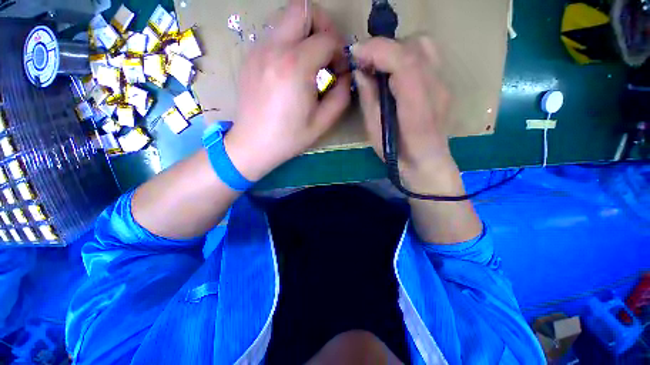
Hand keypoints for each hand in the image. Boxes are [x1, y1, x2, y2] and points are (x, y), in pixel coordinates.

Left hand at [224, 0, 350, 180]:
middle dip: (323, 25)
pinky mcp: (251, 57)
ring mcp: (258, 50)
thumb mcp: (323, 122)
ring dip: (305, 34)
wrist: (253, 144)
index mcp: (295, 66)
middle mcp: (274, 48)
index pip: (327, 38)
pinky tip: (292, 71)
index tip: (340, 70)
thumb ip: (341, 95)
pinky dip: (290, 44)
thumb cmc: (289, 138)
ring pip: (286, 19)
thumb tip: (345, 74)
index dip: (340, 51)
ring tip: (311, 63)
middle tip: (328, 52)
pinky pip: (275, 36)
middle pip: (302, 8)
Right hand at [352, 36, 459, 192]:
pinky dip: (405, 54)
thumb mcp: (375, 131)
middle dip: (385, 47)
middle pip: (416, 46)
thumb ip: (369, 99)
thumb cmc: (397, 154)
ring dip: (396, 48)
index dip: (378, 50)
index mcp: (417, 108)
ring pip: (424, 45)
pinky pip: (426, 55)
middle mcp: (436, 89)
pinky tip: (392, 71)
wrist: (426, 163)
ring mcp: (443, 84)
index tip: (356, 53)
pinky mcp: (442, 83)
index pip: (404, 62)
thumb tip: (361, 71)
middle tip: (366, 62)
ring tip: (379, 65)